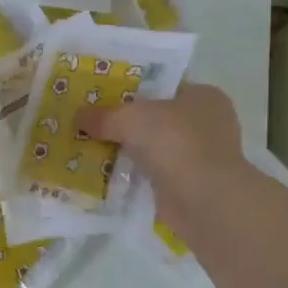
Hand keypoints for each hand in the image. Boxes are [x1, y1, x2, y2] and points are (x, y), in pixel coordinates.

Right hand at [79, 83, 254, 226]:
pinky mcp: (191, 186)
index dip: (135, 91)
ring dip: (131, 153)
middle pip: (158, 119)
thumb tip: (78, 116)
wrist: (202, 199)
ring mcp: (202, 158)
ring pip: (156, 149)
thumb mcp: (129, 119)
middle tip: (94, 125)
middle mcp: (209, 124)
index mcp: (204, 96)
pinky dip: (136, 177)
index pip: (165, 88)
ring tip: (95, 151)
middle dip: (129, 125)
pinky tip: (110, 177)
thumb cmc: (174, 142)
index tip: (105, 99)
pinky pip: (155, 176)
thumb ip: (103, 116)